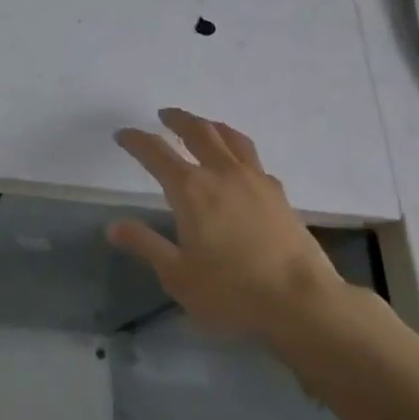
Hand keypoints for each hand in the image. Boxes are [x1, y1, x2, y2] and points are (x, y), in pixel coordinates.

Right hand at [107, 108, 347, 343]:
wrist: (303, 304)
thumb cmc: (232, 292)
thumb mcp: (178, 276)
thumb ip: (146, 245)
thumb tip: (115, 226)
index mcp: (190, 189)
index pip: (155, 152)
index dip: (136, 140)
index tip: (123, 134)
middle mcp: (221, 173)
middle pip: (197, 131)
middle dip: (177, 119)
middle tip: (164, 115)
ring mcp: (255, 180)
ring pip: (230, 137)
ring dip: (211, 125)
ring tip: (203, 125)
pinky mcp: (279, 194)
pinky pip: (254, 159)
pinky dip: (239, 151)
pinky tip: (240, 164)